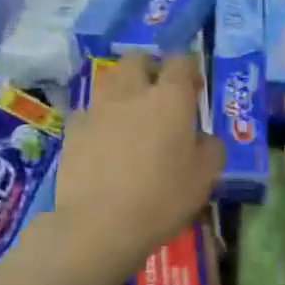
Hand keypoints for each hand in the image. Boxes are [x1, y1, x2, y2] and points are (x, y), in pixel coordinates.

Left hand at [52, 55, 222, 276]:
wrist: (99, 225)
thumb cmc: (162, 198)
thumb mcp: (205, 177)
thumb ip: (210, 147)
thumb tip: (202, 137)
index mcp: (170, 98)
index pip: (180, 61)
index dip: (189, 69)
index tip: (194, 88)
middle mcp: (132, 92)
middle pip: (138, 59)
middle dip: (151, 68)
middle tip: (160, 93)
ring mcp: (98, 108)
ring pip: (110, 79)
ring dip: (124, 87)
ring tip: (132, 113)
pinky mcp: (73, 129)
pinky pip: (89, 110)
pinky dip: (100, 116)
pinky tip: (105, 138)